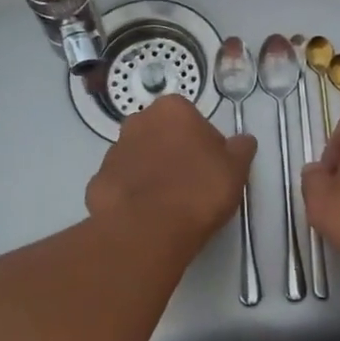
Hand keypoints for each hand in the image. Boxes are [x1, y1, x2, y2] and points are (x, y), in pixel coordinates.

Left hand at [87, 95, 254, 251]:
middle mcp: (138, 122)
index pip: (191, 118)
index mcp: (172, 110)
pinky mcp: (96, 183)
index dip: (203, 142)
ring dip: (151, 173)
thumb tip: (243, 141)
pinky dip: (132, 196)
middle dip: (173, 153)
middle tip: (191, 183)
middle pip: (161, 134)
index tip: (211, 166)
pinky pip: (121, 185)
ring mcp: (112, 153)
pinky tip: (146, 216)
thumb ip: (241, 148)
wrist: (148, 230)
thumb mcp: (236, 168)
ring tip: (169, 205)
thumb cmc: (198, 189)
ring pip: (139, 159)